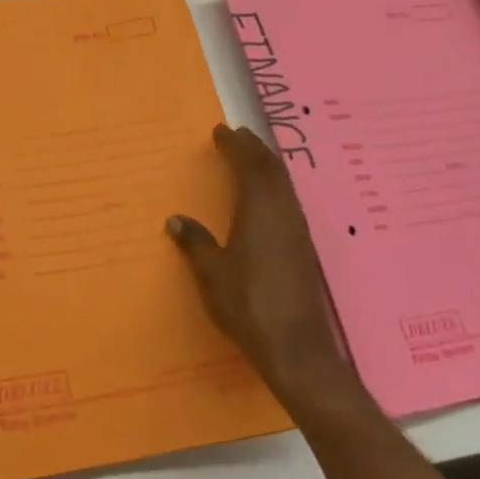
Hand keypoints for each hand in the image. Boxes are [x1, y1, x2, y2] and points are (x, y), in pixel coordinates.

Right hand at [168, 125, 368, 416]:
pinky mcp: (304, 248)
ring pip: (285, 185)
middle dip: (255, 149)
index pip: (250, 165)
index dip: (236, 145)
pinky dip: (275, 187)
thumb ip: (195, 242)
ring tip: (251, 159)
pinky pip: (289, 201)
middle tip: (237, 136)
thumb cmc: (248, 305)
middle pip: (273, 169)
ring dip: (268, 166)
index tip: (220, 131)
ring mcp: (298, 231)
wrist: (296, 347)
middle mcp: (284, 213)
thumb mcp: (212, 273)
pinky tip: (266, 199)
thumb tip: (176, 220)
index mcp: (260, 211)